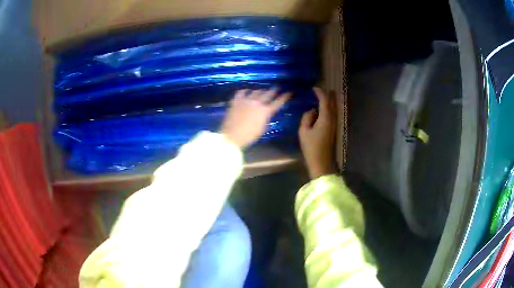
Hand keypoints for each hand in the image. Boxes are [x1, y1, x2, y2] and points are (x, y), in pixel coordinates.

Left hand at [221, 89, 290, 148]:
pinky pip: (242, 92)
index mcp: (265, 111)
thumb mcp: (262, 128)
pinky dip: (245, 91)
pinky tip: (247, 91)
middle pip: (268, 94)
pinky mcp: (236, 100)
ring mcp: (246, 100)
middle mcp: (257, 103)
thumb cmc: (249, 136)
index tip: (289, 92)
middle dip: (273, 90)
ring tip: (262, 91)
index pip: (278, 102)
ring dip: (260, 91)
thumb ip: (266, 118)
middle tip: (277, 87)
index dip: (284, 97)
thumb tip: (266, 113)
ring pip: (256, 91)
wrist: (232, 136)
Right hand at [299, 87, 337, 178]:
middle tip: (322, 89)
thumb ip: (306, 118)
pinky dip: (329, 108)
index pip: (324, 101)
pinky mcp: (333, 129)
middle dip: (328, 95)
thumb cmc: (311, 147)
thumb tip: (311, 111)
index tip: (314, 88)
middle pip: (332, 103)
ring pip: (334, 108)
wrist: (322, 162)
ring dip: (330, 101)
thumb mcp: (303, 131)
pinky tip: (324, 109)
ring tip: (324, 96)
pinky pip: (332, 114)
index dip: (320, 93)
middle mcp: (332, 119)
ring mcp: (334, 124)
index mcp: (325, 118)